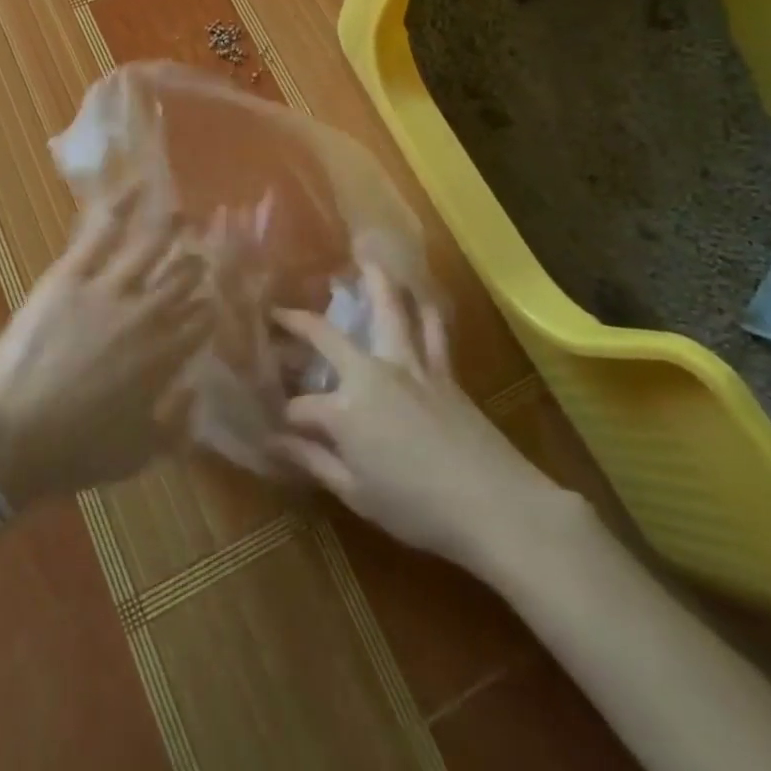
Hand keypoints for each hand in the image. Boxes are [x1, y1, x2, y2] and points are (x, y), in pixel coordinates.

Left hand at [0, 186, 214, 506]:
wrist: (12, 434)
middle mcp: (147, 315)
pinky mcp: (72, 273)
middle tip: (200, 255)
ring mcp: (109, 288)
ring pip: (151, 247)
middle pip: (182, 279)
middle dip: (195, 265)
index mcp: (165, 358)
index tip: (209, 301)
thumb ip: (177, 424)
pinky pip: (103, 231)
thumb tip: (195, 392)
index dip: (207, 309)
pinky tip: (140, 187)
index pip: (200, 321)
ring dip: (172, 229)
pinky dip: (123, 205)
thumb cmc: (76, 451)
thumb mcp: (139, 454)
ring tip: (185, 215)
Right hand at [271, 265, 576, 571]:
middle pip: (326, 336)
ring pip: (389, 310)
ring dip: (374, 282)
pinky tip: (421, 298)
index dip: (286, 417)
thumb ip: (314, 461)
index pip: (301, 407)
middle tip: (279, 311)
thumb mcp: (357, 494)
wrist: (495, 504)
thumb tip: (274, 441)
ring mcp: (409, 365)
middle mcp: (370, 373)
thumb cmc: (419, 508)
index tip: (276, 427)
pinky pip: (433, 330)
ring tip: (364, 261)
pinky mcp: (443, 370)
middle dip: (296, 322)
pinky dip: (425, 310)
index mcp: (344, 410)